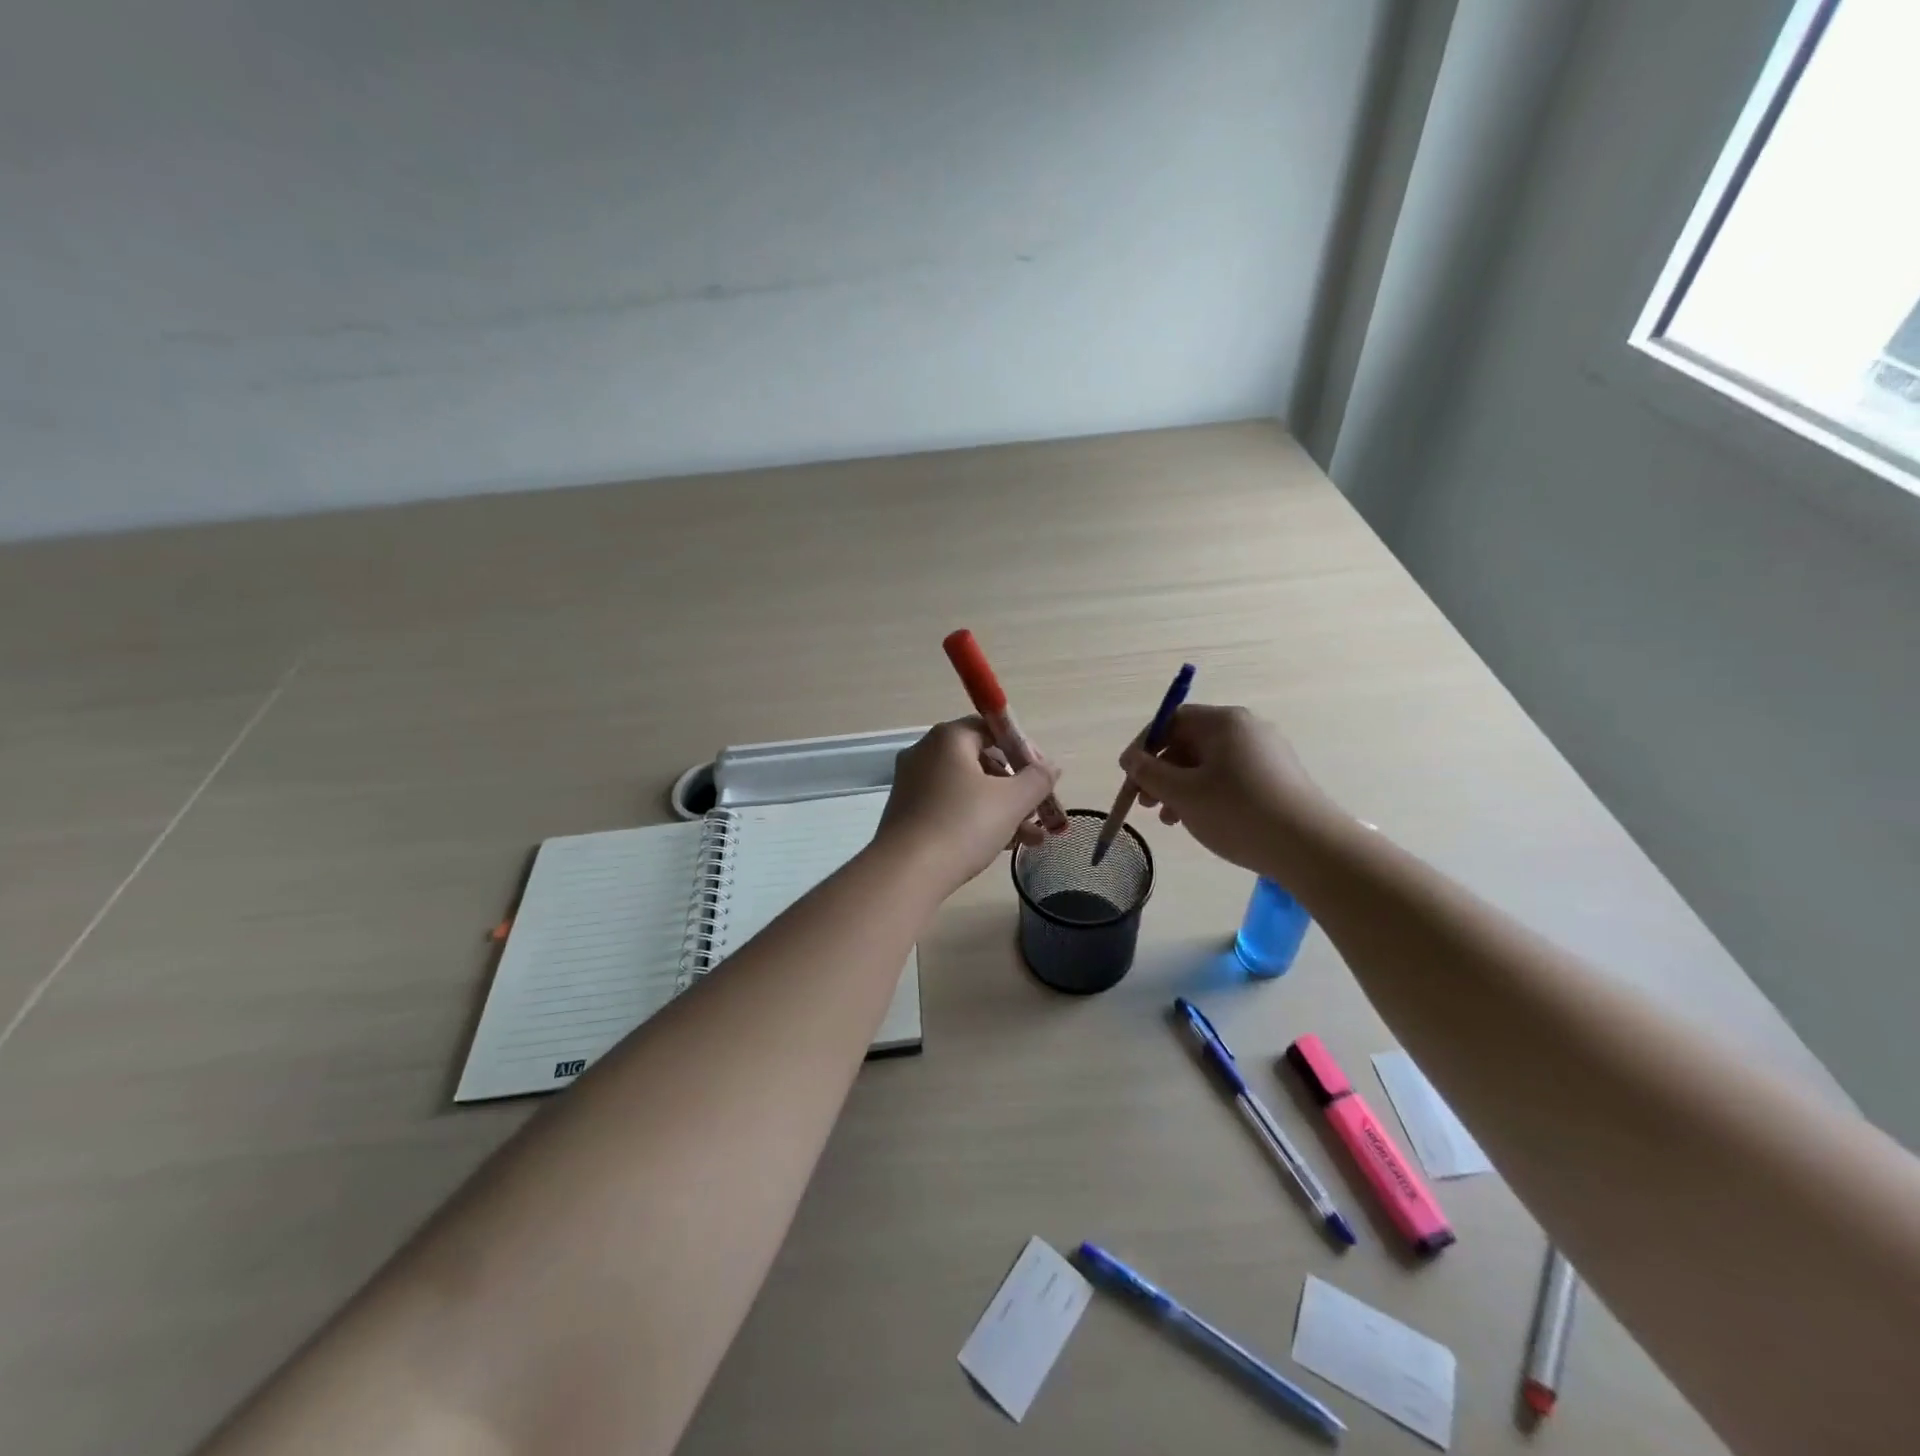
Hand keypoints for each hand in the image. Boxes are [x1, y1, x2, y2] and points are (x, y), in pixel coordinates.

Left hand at [875, 718, 1062, 894]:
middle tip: (1039, 811)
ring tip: (1033, 839)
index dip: (1022, 750)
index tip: (1042, 776)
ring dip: (1003, 810)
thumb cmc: (963, 824)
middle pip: (981, 761)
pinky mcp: (907, 815)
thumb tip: (1050, 766)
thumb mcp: (1012, 801)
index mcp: (948, 738)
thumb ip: (1037, 779)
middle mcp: (925, 754)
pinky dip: (977, 821)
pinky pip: (950, 808)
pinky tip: (1003, 847)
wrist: (906, 872)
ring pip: (968, 790)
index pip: (991, 728)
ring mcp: (912, 785)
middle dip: (1016, 788)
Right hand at [1120, 704, 1341, 878]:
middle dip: (1161, 772)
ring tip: (1170, 820)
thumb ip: (1149, 773)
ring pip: (1208, 763)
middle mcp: (1247, 728)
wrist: (1310, 847)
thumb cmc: (1237, 812)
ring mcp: (1266, 753)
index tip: (1129, 775)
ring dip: (1181, 787)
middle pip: (1190, 742)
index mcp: (1223, 722)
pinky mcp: (1278, 778)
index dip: (1145, 746)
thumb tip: (1131, 758)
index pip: (1171, 721)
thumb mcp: (1182, 793)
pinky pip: (1230, 777)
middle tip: (1145, 803)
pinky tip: (1199, 820)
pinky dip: (1207, 794)